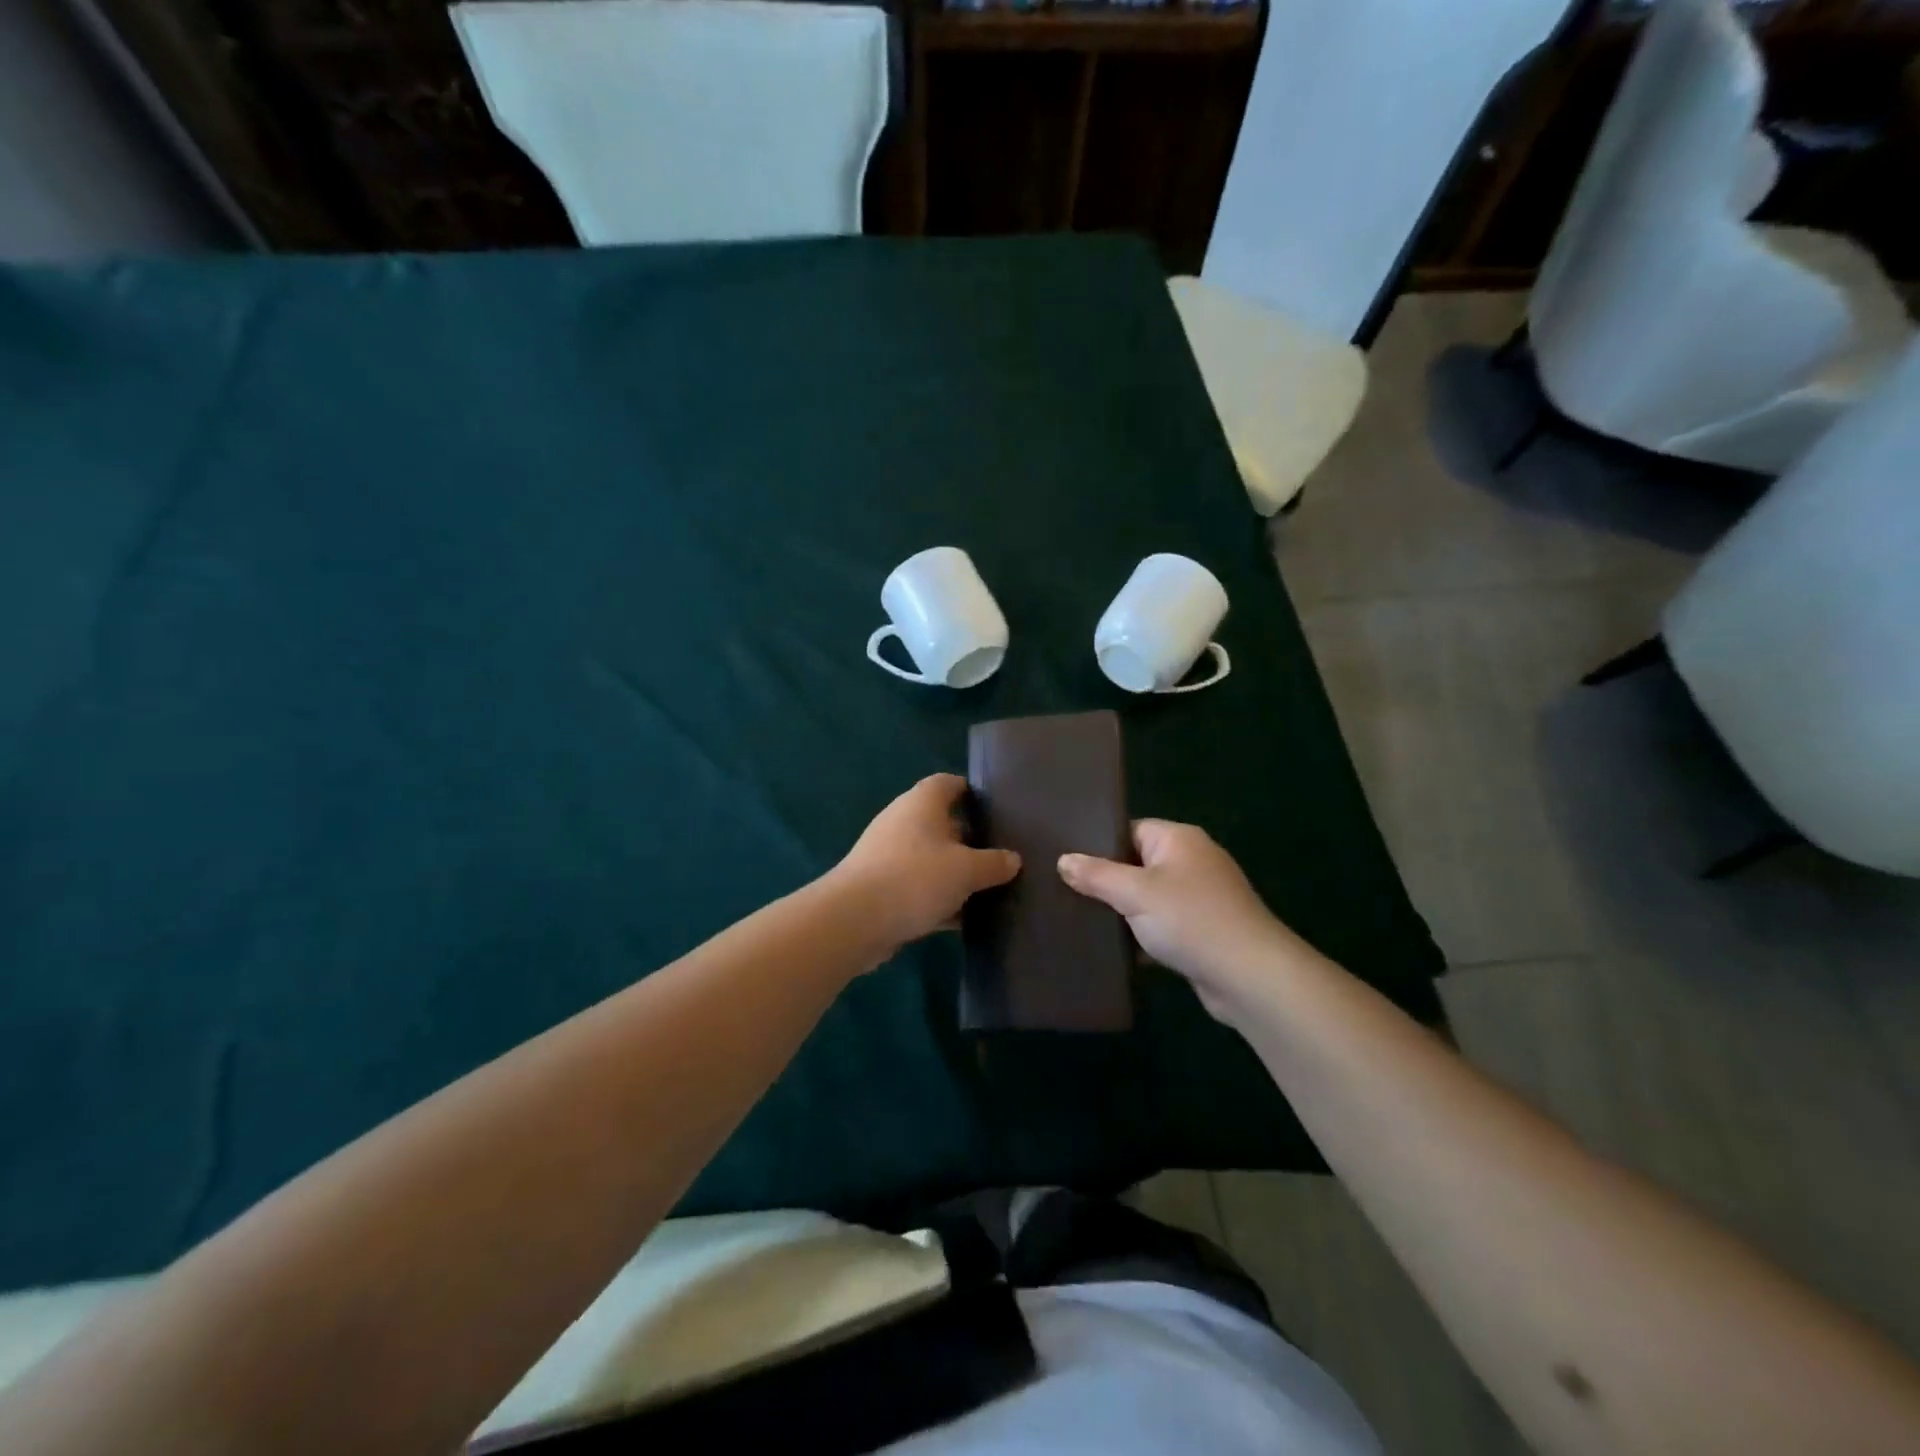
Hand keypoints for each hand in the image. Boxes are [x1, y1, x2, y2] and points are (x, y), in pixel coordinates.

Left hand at [831, 774, 1020, 952]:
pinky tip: (964, 919)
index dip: (973, 792)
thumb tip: (1013, 859)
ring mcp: (889, 855)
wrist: (854, 920)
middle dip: (971, 838)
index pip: (949, 783)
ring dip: (956, 873)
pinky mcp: (882, 888)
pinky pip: (919, 887)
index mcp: (921, 803)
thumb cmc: (915, 878)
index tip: (999, 809)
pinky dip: (940, 899)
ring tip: (990, 888)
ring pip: (932, 859)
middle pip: (943, 823)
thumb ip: (993, 863)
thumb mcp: (966, 870)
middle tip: (1003, 854)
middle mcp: (903, 822)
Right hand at [1059, 820, 1309, 1020]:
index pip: (1129, 830)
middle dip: (1106, 881)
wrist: (1250, 976)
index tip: (1065, 861)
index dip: (1098, 844)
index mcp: (1179, 839)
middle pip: (1137, 864)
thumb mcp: (1135, 893)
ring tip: (1079, 919)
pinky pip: (1162, 926)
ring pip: (1148, 898)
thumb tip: (1064, 860)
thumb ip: (1097, 875)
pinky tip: (1112, 949)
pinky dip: (1141, 935)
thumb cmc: (1191, 920)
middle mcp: (1192, 861)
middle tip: (1064, 891)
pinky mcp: (1203, 932)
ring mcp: (1200, 898)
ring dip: (1123, 912)